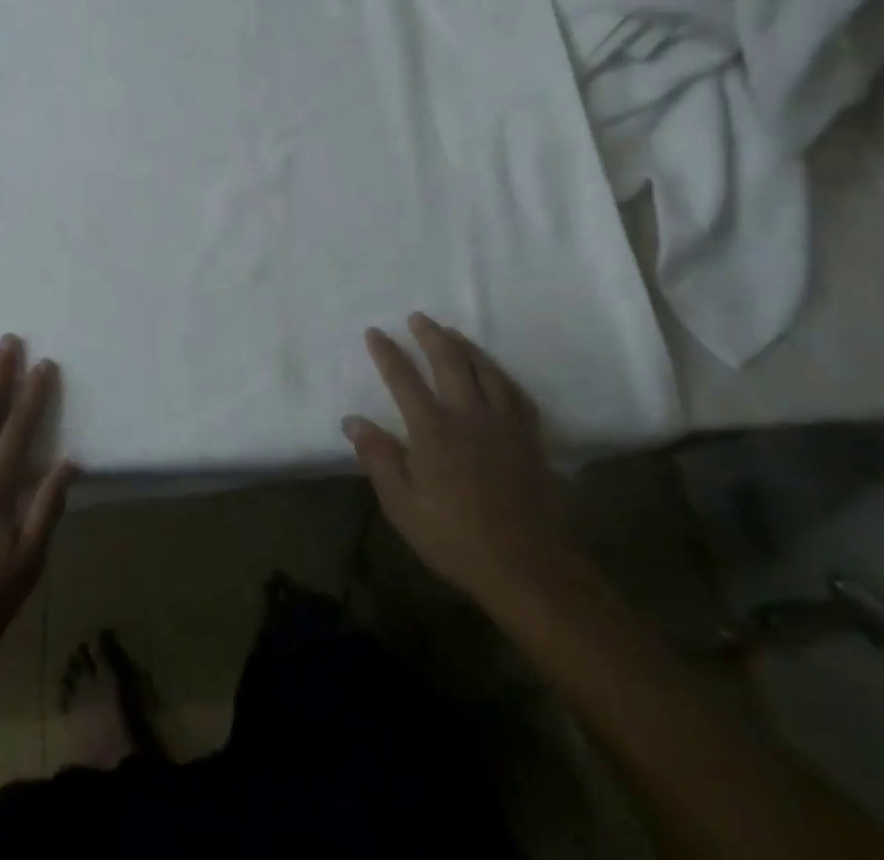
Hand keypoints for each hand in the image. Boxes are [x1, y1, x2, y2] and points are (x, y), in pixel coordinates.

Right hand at [343, 313, 570, 610]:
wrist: (528, 567)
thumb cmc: (456, 538)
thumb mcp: (403, 506)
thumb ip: (378, 458)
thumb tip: (353, 420)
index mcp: (432, 429)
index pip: (403, 378)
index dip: (387, 353)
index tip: (375, 332)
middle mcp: (468, 414)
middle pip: (448, 361)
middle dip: (430, 335)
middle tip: (418, 317)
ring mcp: (504, 424)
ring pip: (485, 370)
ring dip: (466, 346)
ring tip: (452, 332)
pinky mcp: (530, 438)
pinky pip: (516, 393)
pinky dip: (501, 375)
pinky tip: (496, 373)